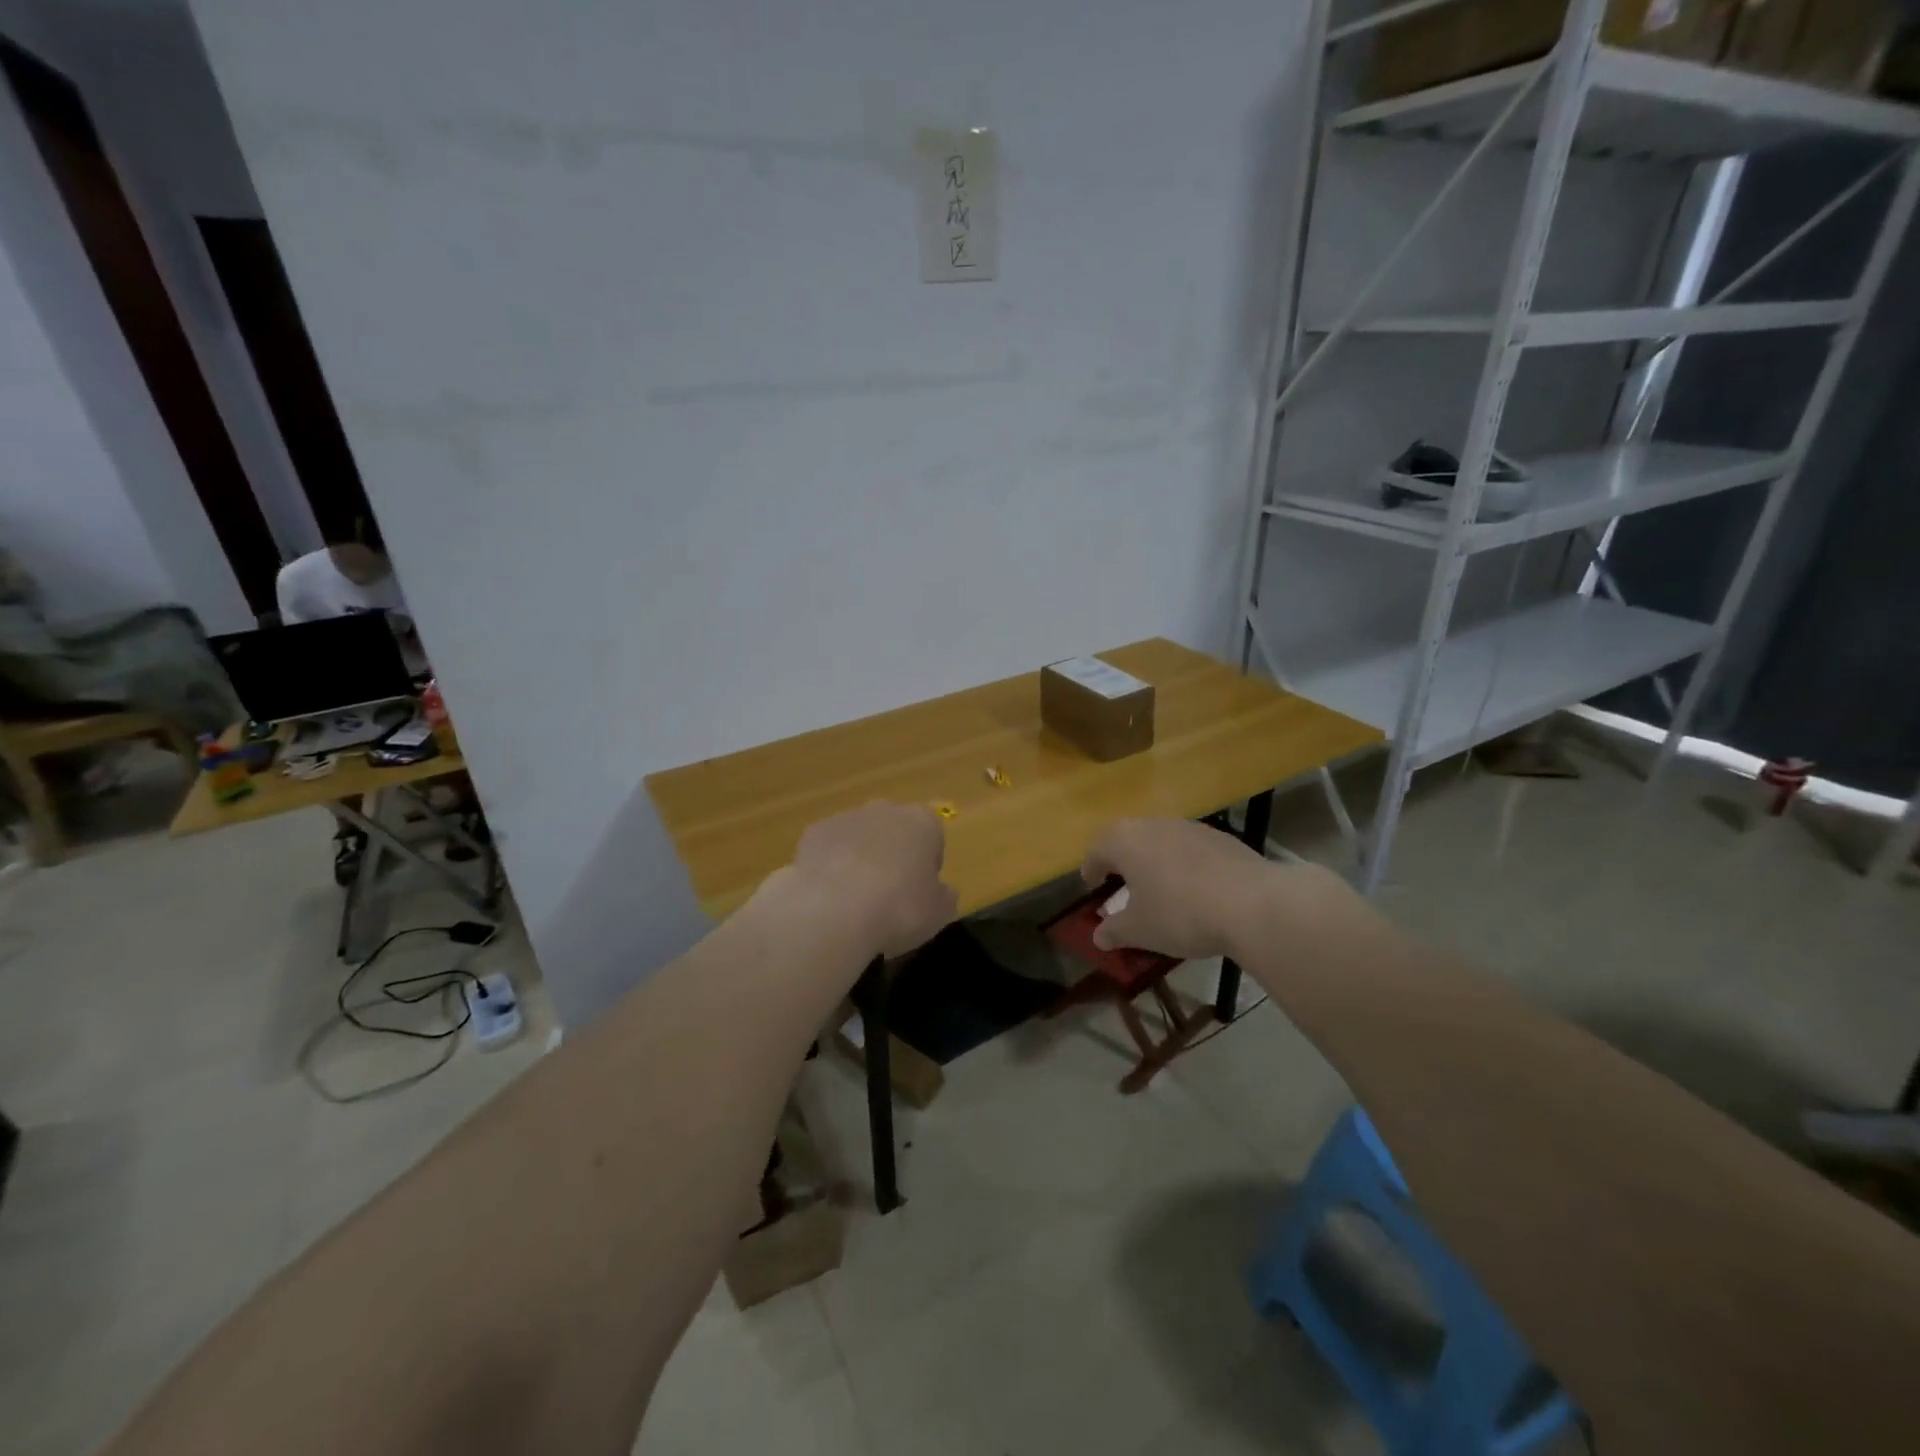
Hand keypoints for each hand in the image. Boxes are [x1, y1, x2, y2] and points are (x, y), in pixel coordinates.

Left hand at [789, 802, 957, 958]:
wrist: (833, 910)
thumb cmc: (899, 908)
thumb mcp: (939, 913)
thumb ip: (944, 896)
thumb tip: (942, 891)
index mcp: (922, 821)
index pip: (933, 836)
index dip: (928, 865)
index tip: (921, 892)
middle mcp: (885, 810)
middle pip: (894, 831)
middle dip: (893, 856)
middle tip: (889, 896)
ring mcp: (845, 818)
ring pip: (859, 837)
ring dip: (860, 860)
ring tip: (855, 902)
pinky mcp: (812, 833)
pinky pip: (828, 849)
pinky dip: (830, 868)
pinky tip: (828, 898)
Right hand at [1081, 817, 1336, 960]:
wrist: (1252, 903)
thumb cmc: (1181, 914)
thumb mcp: (1139, 930)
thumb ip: (1113, 931)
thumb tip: (1098, 936)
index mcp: (1124, 840)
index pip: (1096, 849)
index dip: (1091, 869)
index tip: (1093, 887)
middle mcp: (1153, 824)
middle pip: (1128, 839)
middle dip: (1123, 862)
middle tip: (1124, 887)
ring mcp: (1190, 827)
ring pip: (1161, 841)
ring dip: (1155, 861)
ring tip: (1161, 890)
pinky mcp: (1221, 837)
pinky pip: (1191, 849)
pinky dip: (1185, 865)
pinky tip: (1197, 891)